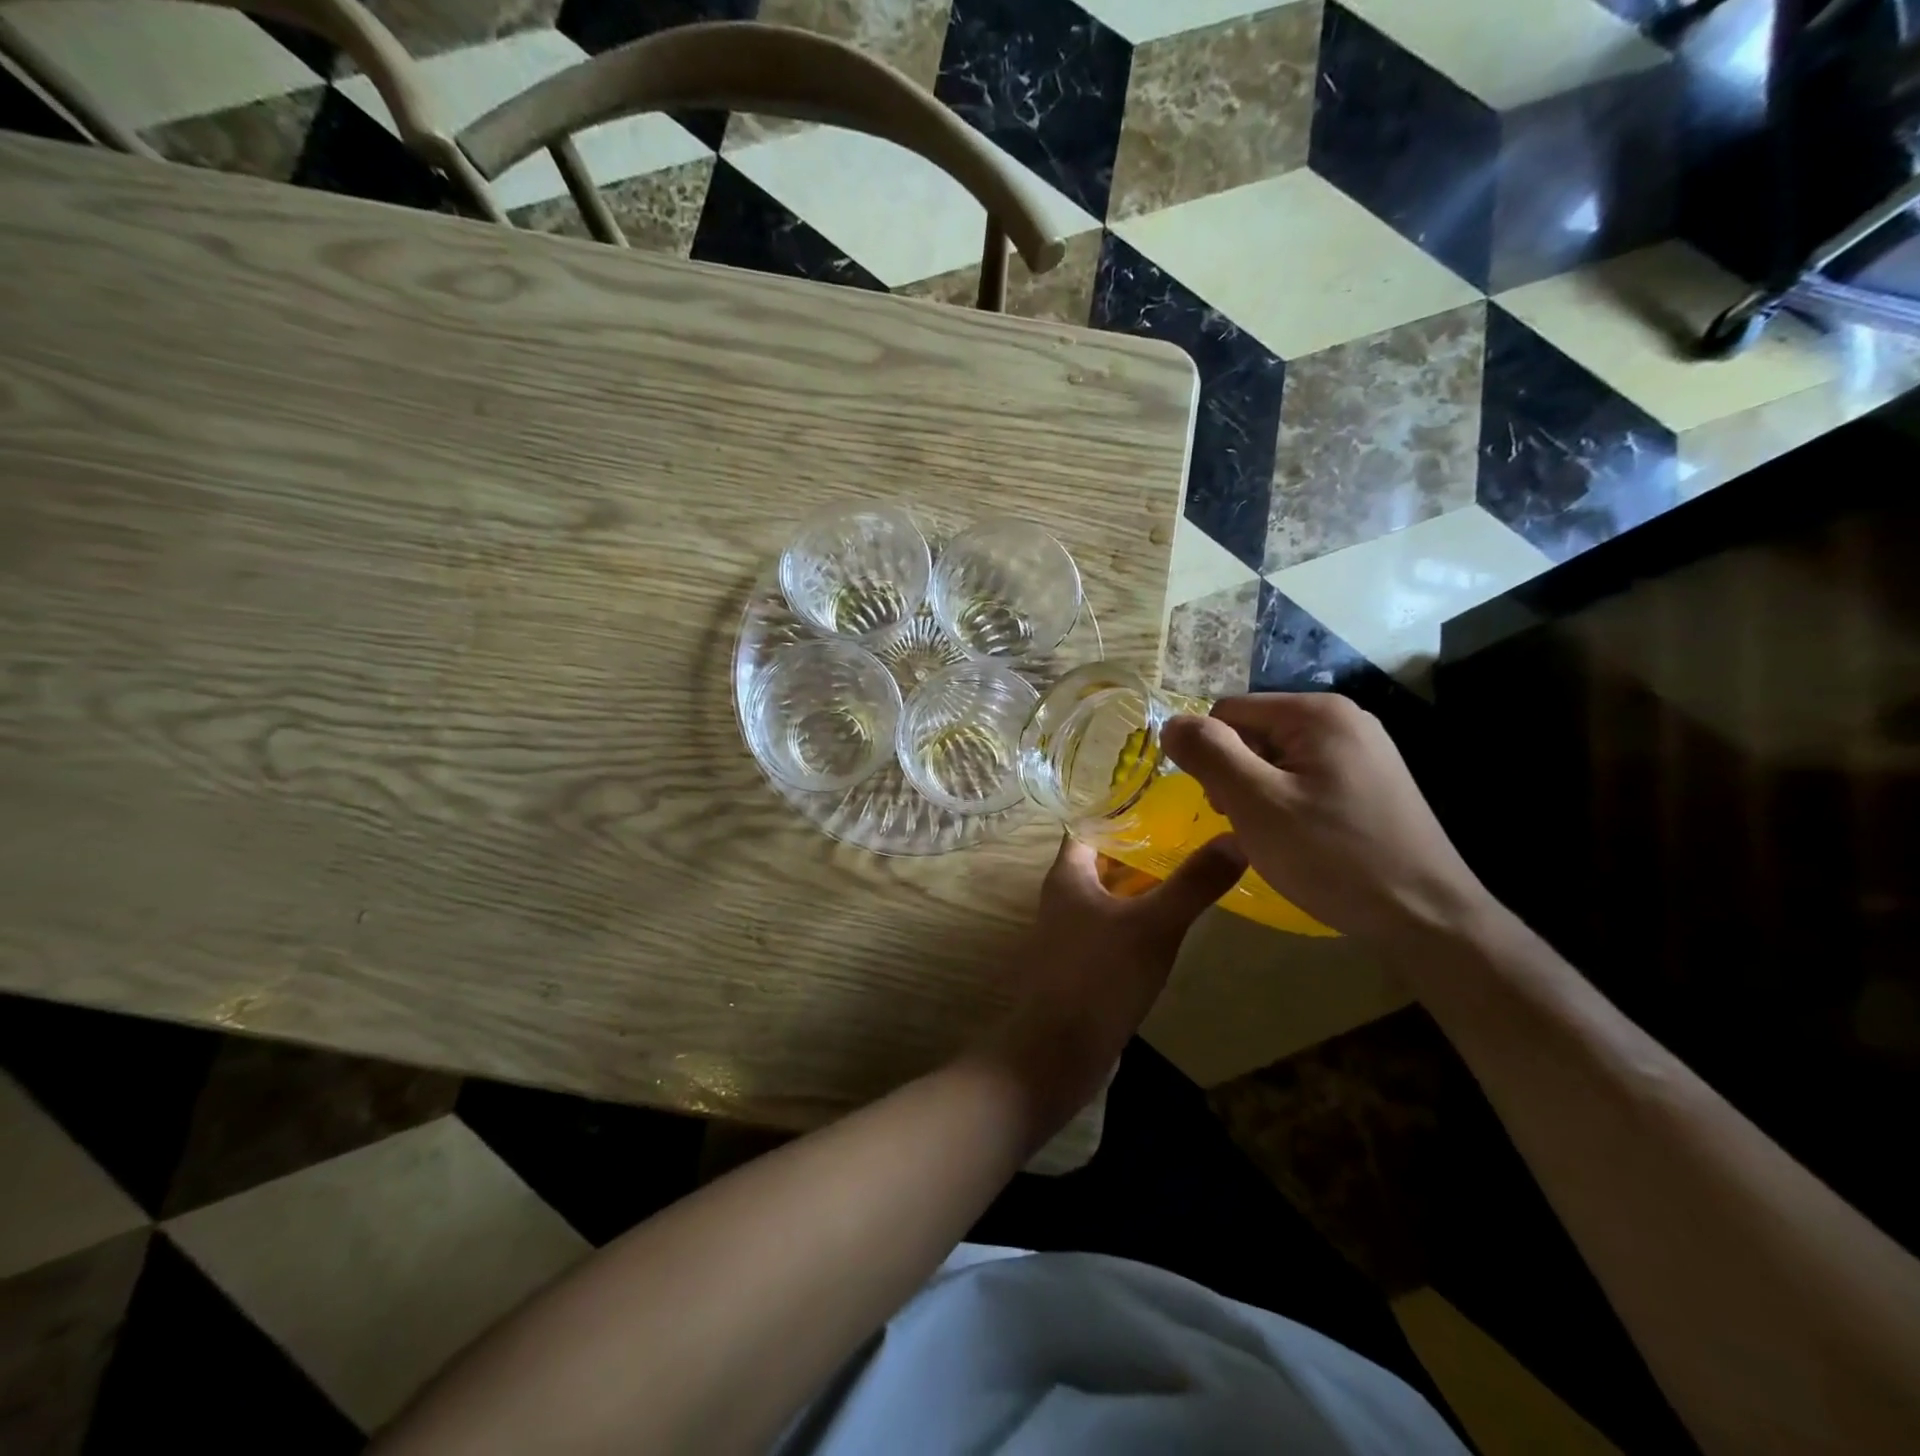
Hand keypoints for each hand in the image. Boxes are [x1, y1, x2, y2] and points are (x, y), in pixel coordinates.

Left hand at [975, 835, 1245, 1138]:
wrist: (1056, 1052)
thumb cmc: (1099, 977)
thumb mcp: (1154, 925)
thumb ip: (1193, 883)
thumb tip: (1238, 837)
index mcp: (1067, 874)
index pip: (1090, 823)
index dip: (1122, 808)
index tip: (1165, 798)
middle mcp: (1063, 897)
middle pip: (1102, 858)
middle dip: (1141, 846)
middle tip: (1190, 833)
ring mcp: (1070, 933)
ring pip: (1109, 894)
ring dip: (1141, 883)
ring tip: (1188, 871)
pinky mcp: (1082, 964)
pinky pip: (1112, 927)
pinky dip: (1137, 917)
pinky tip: (1170, 925)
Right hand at [1162, 694, 1492, 945]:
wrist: (1426, 917)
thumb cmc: (1333, 857)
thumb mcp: (1256, 803)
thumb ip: (1209, 754)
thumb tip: (1170, 723)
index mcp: (1316, 712)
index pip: (1227, 712)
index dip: (1212, 756)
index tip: (1224, 806)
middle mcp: (1342, 718)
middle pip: (1253, 732)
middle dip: (1237, 775)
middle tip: (1250, 825)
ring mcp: (1362, 749)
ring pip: (1276, 757)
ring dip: (1259, 793)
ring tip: (1274, 837)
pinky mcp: (1370, 780)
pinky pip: (1304, 777)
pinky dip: (1288, 803)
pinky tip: (1301, 839)